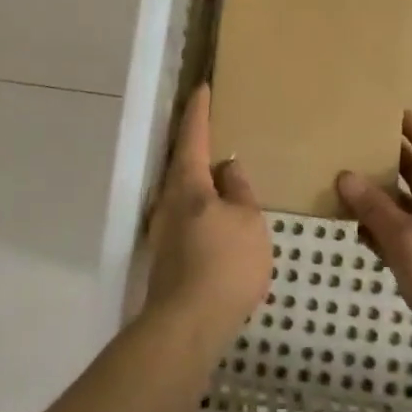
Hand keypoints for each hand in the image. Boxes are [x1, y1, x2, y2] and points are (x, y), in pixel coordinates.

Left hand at [145, 85, 271, 348]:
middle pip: (181, 164)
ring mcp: (164, 229)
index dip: (199, 111)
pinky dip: (201, 206)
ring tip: (221, 174)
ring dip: (199, 179)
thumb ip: (240, 191)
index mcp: (188, 184)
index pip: (193, 136)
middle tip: (214, 129)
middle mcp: (168, 201)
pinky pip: (186, 216)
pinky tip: (217, 217)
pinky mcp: (167, 255)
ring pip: (182, 192)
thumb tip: (228, 168)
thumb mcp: (248, 221)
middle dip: (195, 145)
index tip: (202, 88)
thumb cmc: (226, 263)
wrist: (189, 323)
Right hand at [335, 113, 411, 390]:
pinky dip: (383, 233)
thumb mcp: (407, 238)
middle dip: (392, 165)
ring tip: (348, 184)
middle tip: (359, 146)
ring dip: (382, 201)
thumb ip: (375, 207)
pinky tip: (358, 230)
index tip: (394, 112)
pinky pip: (404, 240)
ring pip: (409, 212)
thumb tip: (346, 176)